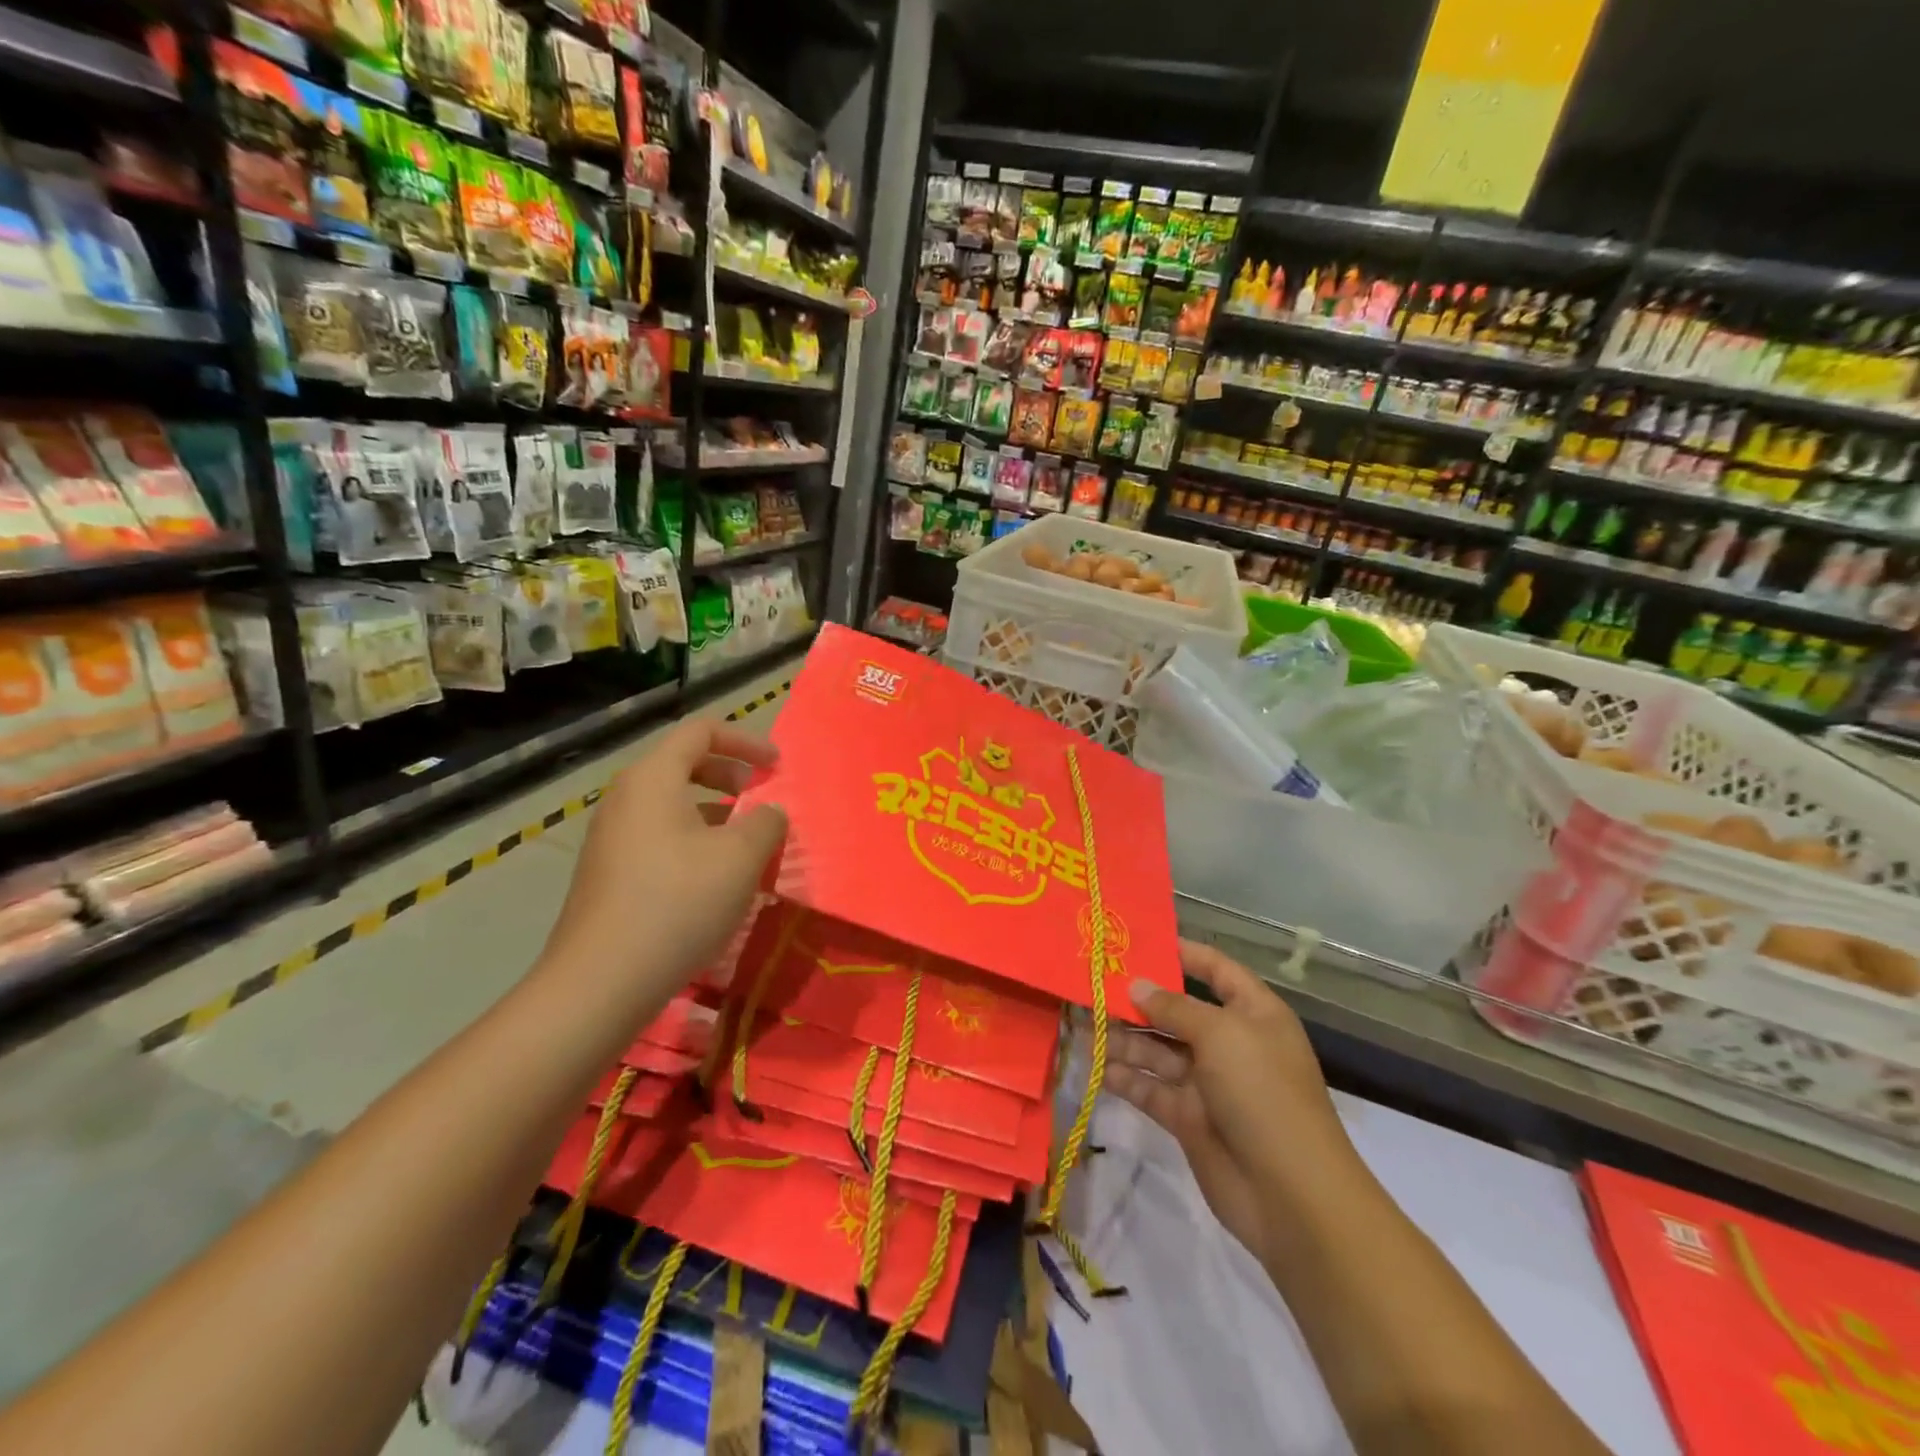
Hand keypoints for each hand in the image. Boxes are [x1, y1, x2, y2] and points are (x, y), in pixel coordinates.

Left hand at [541, 720, 786, 1001]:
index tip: (777, 766)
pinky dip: (695, 840)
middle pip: (684, 763)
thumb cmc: (678, 903)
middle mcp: (625, 797)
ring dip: (716, 813)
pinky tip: (715, 880)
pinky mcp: (609, 872)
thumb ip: (767, 822)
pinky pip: (660, 836)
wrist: (600, 982)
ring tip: (747, 846)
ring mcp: (611, 836)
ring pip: (673, 804)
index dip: (746, 740)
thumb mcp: (741, 857)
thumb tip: (770, 812)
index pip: (701, 731)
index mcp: (652, 778)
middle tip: (762, 800)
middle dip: (732, 775)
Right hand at [1106, 940, 1357, 1264]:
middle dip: (1138, 999)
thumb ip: (1173, 1007)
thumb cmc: (1262, 1092)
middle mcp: (1229, 1042)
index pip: (1216, 969)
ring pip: (1158, 1049)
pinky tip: (1096, 1065)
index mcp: (1252, 1013)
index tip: (1140, 941)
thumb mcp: (1221, 1035)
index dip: (1182, 953)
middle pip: (1177, 1010)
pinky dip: (1125, 1077)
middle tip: (1092, 984)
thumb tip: (1136, 985)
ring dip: (1123, 1037)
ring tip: (1083, 1023)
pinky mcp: (1188, 1117)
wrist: (1290, 1194)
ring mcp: (1207, 1082)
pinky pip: (1151, 1087)